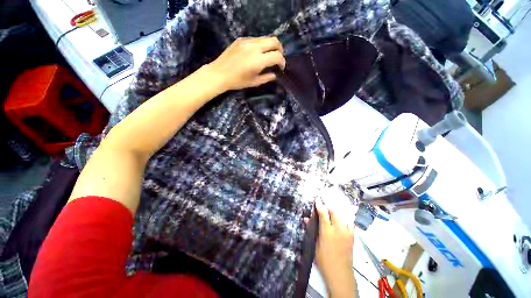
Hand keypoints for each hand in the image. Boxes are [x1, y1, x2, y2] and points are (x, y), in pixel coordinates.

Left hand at [207, 36, 285, 90]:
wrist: (219, 73)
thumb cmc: (237, 81)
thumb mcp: (254, 82)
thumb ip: (267, 78)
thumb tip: (275, 74)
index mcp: (258, 60)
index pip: (277, 56)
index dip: (282, 62)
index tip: (281, 68)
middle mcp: (254, 47)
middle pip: (274, 41)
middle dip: (280, 50)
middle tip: (278, 58)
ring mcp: (247, 41)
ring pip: (266, 38)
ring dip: (271, 46)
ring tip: (269, 55)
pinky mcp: (241, 39)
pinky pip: (256, 38)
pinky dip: (261, 44)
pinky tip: (258, 53)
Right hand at [310, 197, 356, 296]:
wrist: (340, 273)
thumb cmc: (324, 259)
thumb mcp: (315, 244)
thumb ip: (312, 230)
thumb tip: (306, 218)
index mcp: (327, 232)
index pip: (323, 214)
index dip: (320, 205)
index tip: (317, 199)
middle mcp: (338, 230)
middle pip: (335, 212)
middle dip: (330, 205)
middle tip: (325, 201)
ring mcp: (347, 233)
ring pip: (343, 216)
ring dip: (338, 210)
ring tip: (333, 206)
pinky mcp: (352, 237)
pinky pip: (350, 223)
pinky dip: (346, 217)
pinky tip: (344, 215)